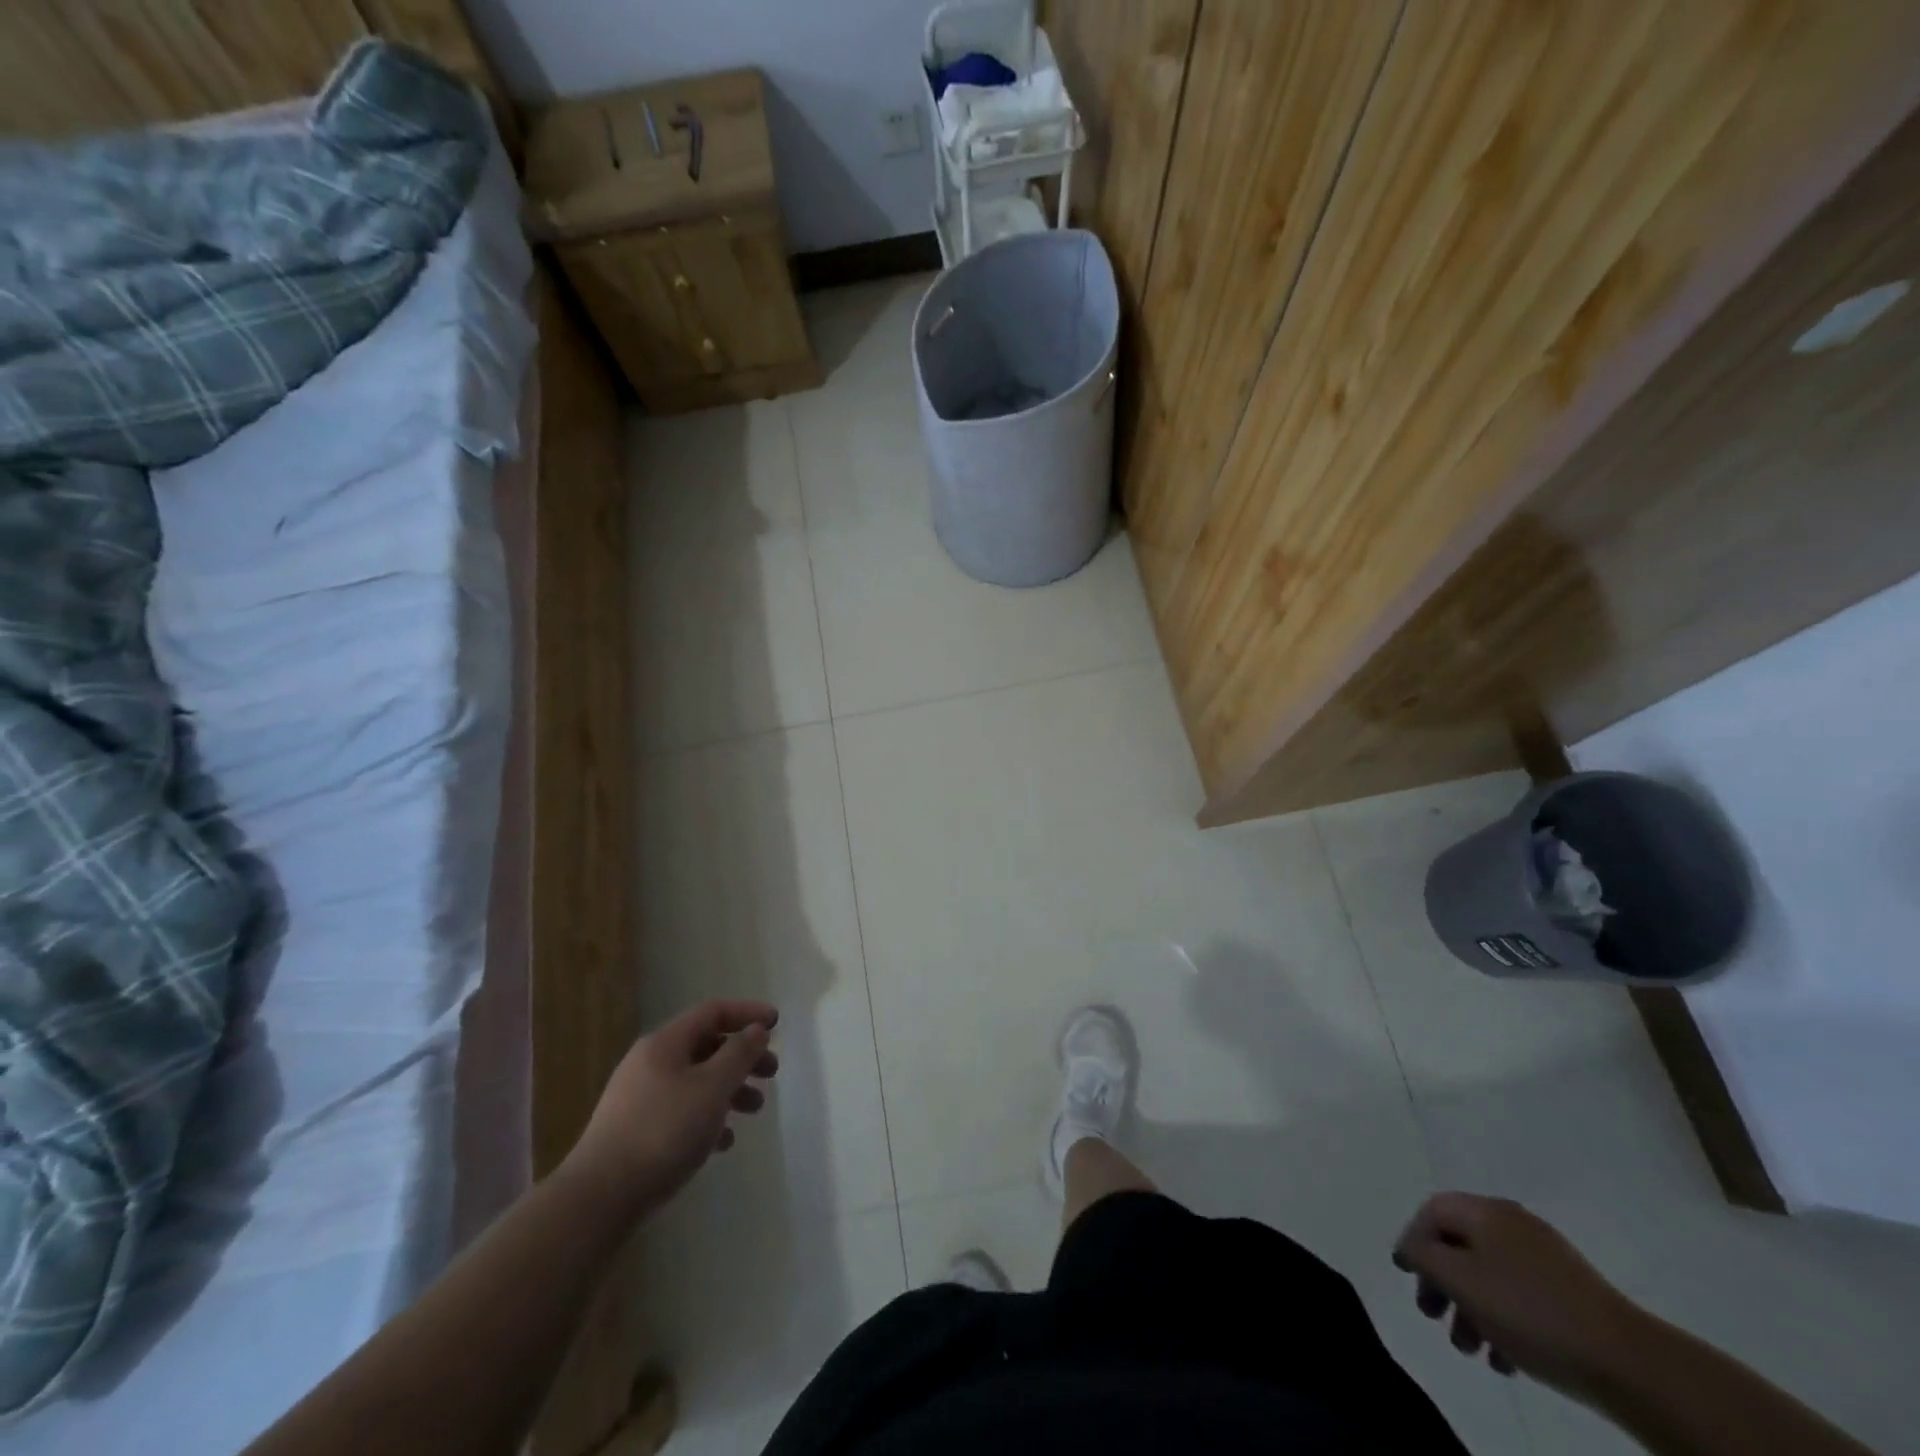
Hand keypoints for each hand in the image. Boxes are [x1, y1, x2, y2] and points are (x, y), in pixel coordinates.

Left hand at [568, 1000, 779, 1211]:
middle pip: (706, 1046)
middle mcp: (650, 1062)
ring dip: (730, 1090)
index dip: (748, 1013)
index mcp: (665, 1043)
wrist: (598, 1199)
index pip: (713, 1012)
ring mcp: (639, 1098)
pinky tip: (722, 1143)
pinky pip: (681, 1111)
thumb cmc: (663, 1132)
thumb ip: (739, 1054)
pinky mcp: (635, 1131)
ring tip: (754, 1111)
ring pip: (696, 1081)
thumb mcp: (712, 1087)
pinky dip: (707, 1118)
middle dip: (743, 1057)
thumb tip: (756, 1030)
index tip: (777, 1024)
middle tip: (771, 1073)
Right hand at [1394, 1192, 1645, 1397]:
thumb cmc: (1530, 1312)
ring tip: (1472, 1348)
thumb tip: (1412, 1246)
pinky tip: (1506, 1357)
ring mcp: (1546, 1256)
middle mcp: (1513, 1222)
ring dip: (1471, 1308)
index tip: (1407, 1277)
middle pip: (1460, 1244)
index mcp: (1486, 1210)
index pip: (1432, 1211)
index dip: (1413, 1240)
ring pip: (1490, 1274)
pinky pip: (1520, 1294)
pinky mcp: (1571, 1292)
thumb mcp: (1460, 1280)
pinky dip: (1503, 1319)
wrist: (1630, 1362)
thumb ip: (1424, 1255)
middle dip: (1442, 1281)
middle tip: (1434, 1316)